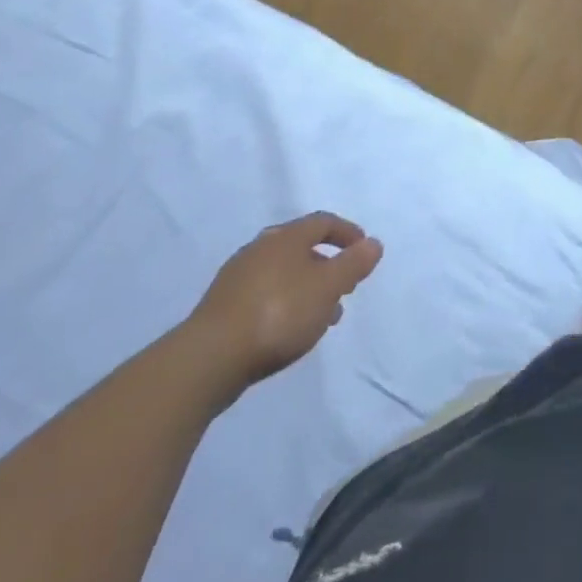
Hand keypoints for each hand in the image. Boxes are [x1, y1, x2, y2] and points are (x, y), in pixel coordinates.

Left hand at [186, 213, 382, 397]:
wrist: (208, 359)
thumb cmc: (278, 314)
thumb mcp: (327, 288)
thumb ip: (353, 264)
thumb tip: (373, 243)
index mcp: (286, 236)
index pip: (323, 222)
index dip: (347, 233)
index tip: (363, 251)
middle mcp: (261, 248)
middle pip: (301, 247)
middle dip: (327, 265)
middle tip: (344, 287)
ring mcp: (237, 277)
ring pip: (283, 274)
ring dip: (307, 289)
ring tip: (321, 318)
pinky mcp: (222, 308)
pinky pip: (263, 295)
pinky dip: (284, 304)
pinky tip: (288, 331)